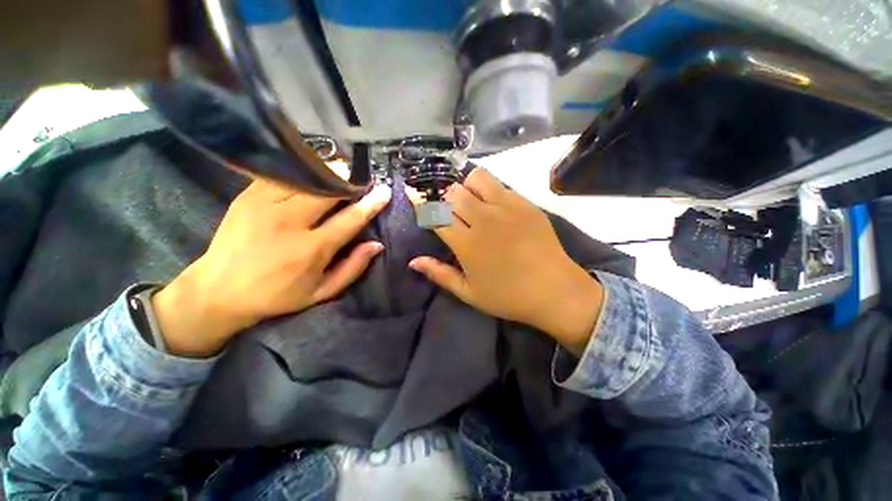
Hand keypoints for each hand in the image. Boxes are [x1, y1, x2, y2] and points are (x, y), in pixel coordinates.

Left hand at [153, 181, 391, 356]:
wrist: (218, 290)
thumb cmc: (277, 295)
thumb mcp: (321, 292)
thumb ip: (353, 268)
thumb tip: (376, 244)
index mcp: (311, 249)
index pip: (350, 219)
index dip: (371, 204)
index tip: (384, 191)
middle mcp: (289, 223)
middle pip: (327, 190)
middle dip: (349, 180)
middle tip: (361, 179)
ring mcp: (264, 205)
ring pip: (305, 177)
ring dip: (328, 172)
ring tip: (340, 173)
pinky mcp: (248, 196)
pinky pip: (282, 174)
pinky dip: (302, 172)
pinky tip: (311, 175)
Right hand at [409, 168, 602, 354]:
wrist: (554, 290)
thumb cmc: (508, 296)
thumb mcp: (469, 292)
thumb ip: (439, 274)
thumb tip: (413, 261)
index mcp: (467, 244)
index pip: (435, 214)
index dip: (421, 204)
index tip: (414, 195)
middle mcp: (484, 220)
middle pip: (453, 193)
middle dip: (444, 198)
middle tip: (449, 209)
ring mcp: (507, 208)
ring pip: (476, 179)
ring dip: (467, 187)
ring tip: (471, 202)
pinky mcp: (525, 203)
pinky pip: (500, 185)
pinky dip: (489, 190)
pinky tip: (493, 205)